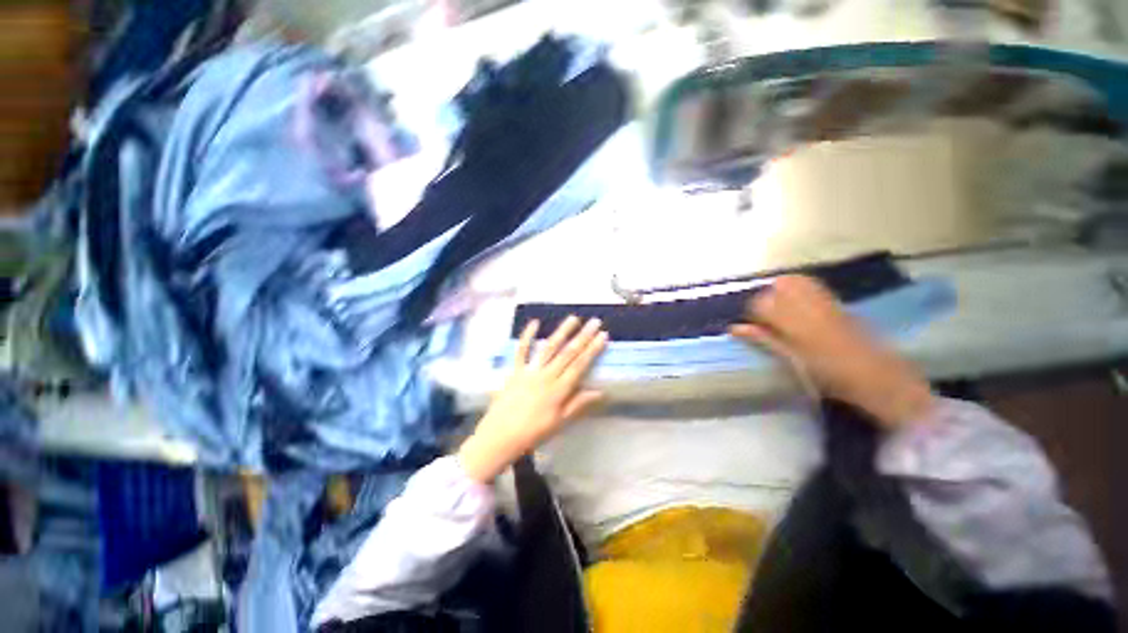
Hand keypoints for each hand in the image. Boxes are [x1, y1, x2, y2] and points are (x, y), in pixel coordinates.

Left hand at [458, 316, 607, 482]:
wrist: (500, 437)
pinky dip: (527, 336)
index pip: (580, 365)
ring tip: (573, 318)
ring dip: (562, 332)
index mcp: (559, 389)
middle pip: (568, 353)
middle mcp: (547, 375)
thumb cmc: (533, 432)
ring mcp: (530, 371)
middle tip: (595, 321)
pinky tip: (534, 322)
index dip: (592, 350)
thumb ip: (579, 404)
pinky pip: (521, 350)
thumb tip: (600, 391)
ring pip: (549, 347)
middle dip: (583, 336)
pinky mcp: (515, 370)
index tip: (602, 336)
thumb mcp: (560, 422)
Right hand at [729, 275, 934, 430]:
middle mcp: (808, 304)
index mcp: (794, 321)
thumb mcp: (790, 358)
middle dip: (766, 298)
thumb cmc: (828, 374)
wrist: (877, 377)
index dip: (752, 312)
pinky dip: (798, 289)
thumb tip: (735, 328)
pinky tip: (799, 305)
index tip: (752, 324)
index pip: (761, 303)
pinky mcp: (837, 302)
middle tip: (766, 317)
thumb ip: (762, 338)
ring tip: (781, 310)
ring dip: (782, 291)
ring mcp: (824, 300)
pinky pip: (811, 285)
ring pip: (794, 281)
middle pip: (777, 286)